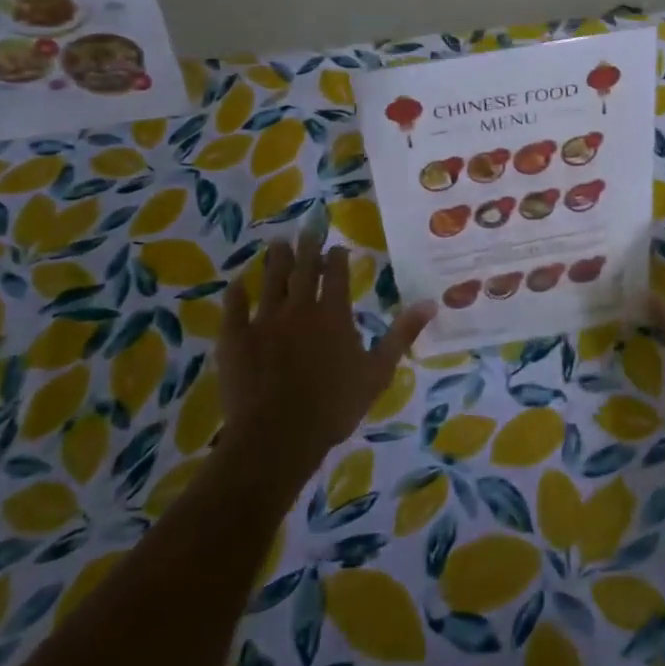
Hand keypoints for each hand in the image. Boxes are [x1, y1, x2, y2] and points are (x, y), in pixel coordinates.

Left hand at [219, 229, 435, 476]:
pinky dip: (235, 294)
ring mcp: (265, 321)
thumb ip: (401, 334)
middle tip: (308, 229)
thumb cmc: (334, 406)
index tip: (338, 248)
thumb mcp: (378, 372)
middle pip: (303, 268)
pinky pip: (233, 308)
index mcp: (333, 314)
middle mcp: (299, 308)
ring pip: (270, 280)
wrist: (278, 436)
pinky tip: (235, 284)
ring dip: (276, 260)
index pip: (337, 274)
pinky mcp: (236, 338)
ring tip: (278, 243)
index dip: (338, 257)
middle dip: (308, 247)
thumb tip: (430, 303)